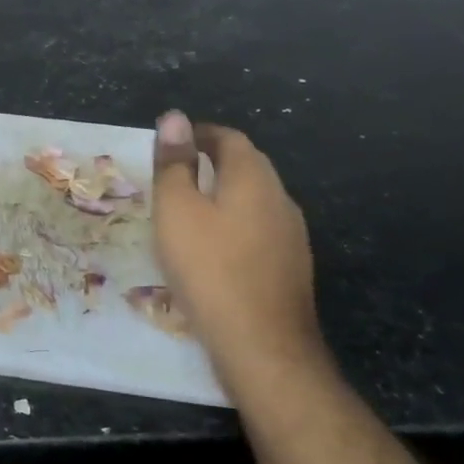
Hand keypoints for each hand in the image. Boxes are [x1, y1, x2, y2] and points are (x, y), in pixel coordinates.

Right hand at [151, 110, 325, 379]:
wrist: (262, 346)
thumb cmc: (209, 268)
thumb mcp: (176, 210)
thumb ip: (174, 163)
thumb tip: (174, 117)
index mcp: (253, 177)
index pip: (228, 138)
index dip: (198, 134)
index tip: (171, 143)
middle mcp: (280, 198)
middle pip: (247, 166)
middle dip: (213, 162)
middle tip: (176, 173)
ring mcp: (292, 235)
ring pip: (255, 200)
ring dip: (225, 195)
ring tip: (191, 210)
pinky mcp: (292, 267)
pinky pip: (260, 230)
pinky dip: (236, 225)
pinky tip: (216, 250)